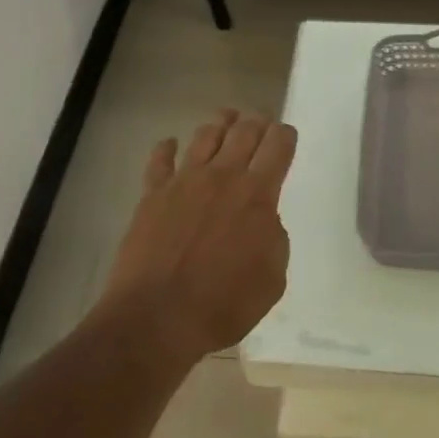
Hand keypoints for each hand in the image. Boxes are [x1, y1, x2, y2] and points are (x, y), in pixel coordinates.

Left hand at [95, 110, 296, 362]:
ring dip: (219, 123)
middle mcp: (222, 176)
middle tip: (261, 122)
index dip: (285, 135)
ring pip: (205, 135)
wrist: (158, 318)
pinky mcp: (152, 195)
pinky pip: (159, 160)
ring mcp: (183, 182)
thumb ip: (274, 238)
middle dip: (257, 122)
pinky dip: (167, 148)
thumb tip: (263, 219)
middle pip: (243, 131)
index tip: (286, 136)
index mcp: (257, 194)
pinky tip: (171, 144)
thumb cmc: (224, 304)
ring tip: (226, 119)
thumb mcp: (273, 278)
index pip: (278, 146)